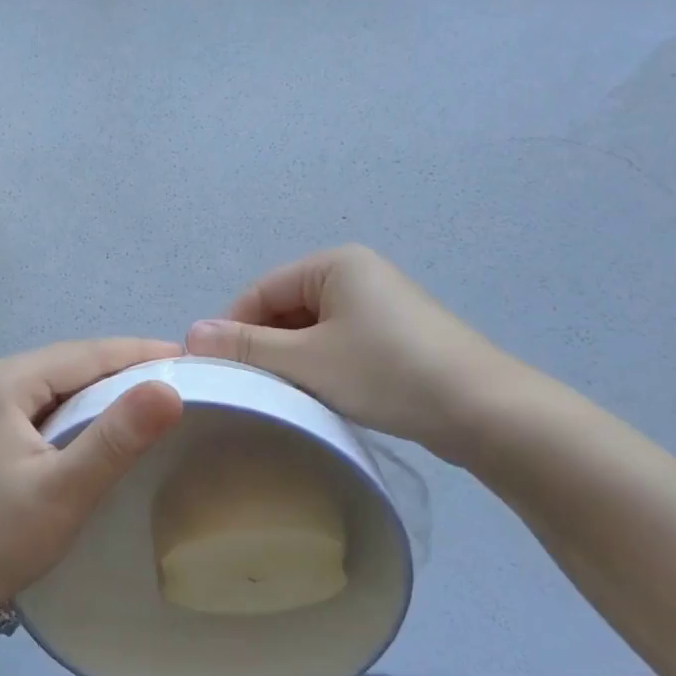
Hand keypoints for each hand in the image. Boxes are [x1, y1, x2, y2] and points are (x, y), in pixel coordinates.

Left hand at [0, 338, 185, 606]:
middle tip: (182, 382)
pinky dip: (84, 409)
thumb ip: (116, 438)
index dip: (142, 354)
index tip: (193, 361)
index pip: (88, 353)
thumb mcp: (63, 489)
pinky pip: (49, 404)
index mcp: (8, 380)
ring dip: (107, 390)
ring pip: (62, 383)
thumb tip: (170, 388)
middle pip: (74, 362)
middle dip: (127, 369)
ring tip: (156, 401)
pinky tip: (108, 425)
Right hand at [185, 245, 521, 463]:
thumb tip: (191, 333)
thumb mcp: (308, 361)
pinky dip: (322, 366)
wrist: (485, 412)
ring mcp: (381, 305)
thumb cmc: (387, 373)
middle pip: (286, 308)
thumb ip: (248, 346)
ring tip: (281, 397)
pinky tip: (319, 396)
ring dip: (292, 360)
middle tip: (247, 389)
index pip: (261, 290)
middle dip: (263, 346)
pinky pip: (340, 343)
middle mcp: (357, 274)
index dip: (232, 328)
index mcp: (334, 263)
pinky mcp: (397, 336)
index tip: (216, 371)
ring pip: (312, 329)